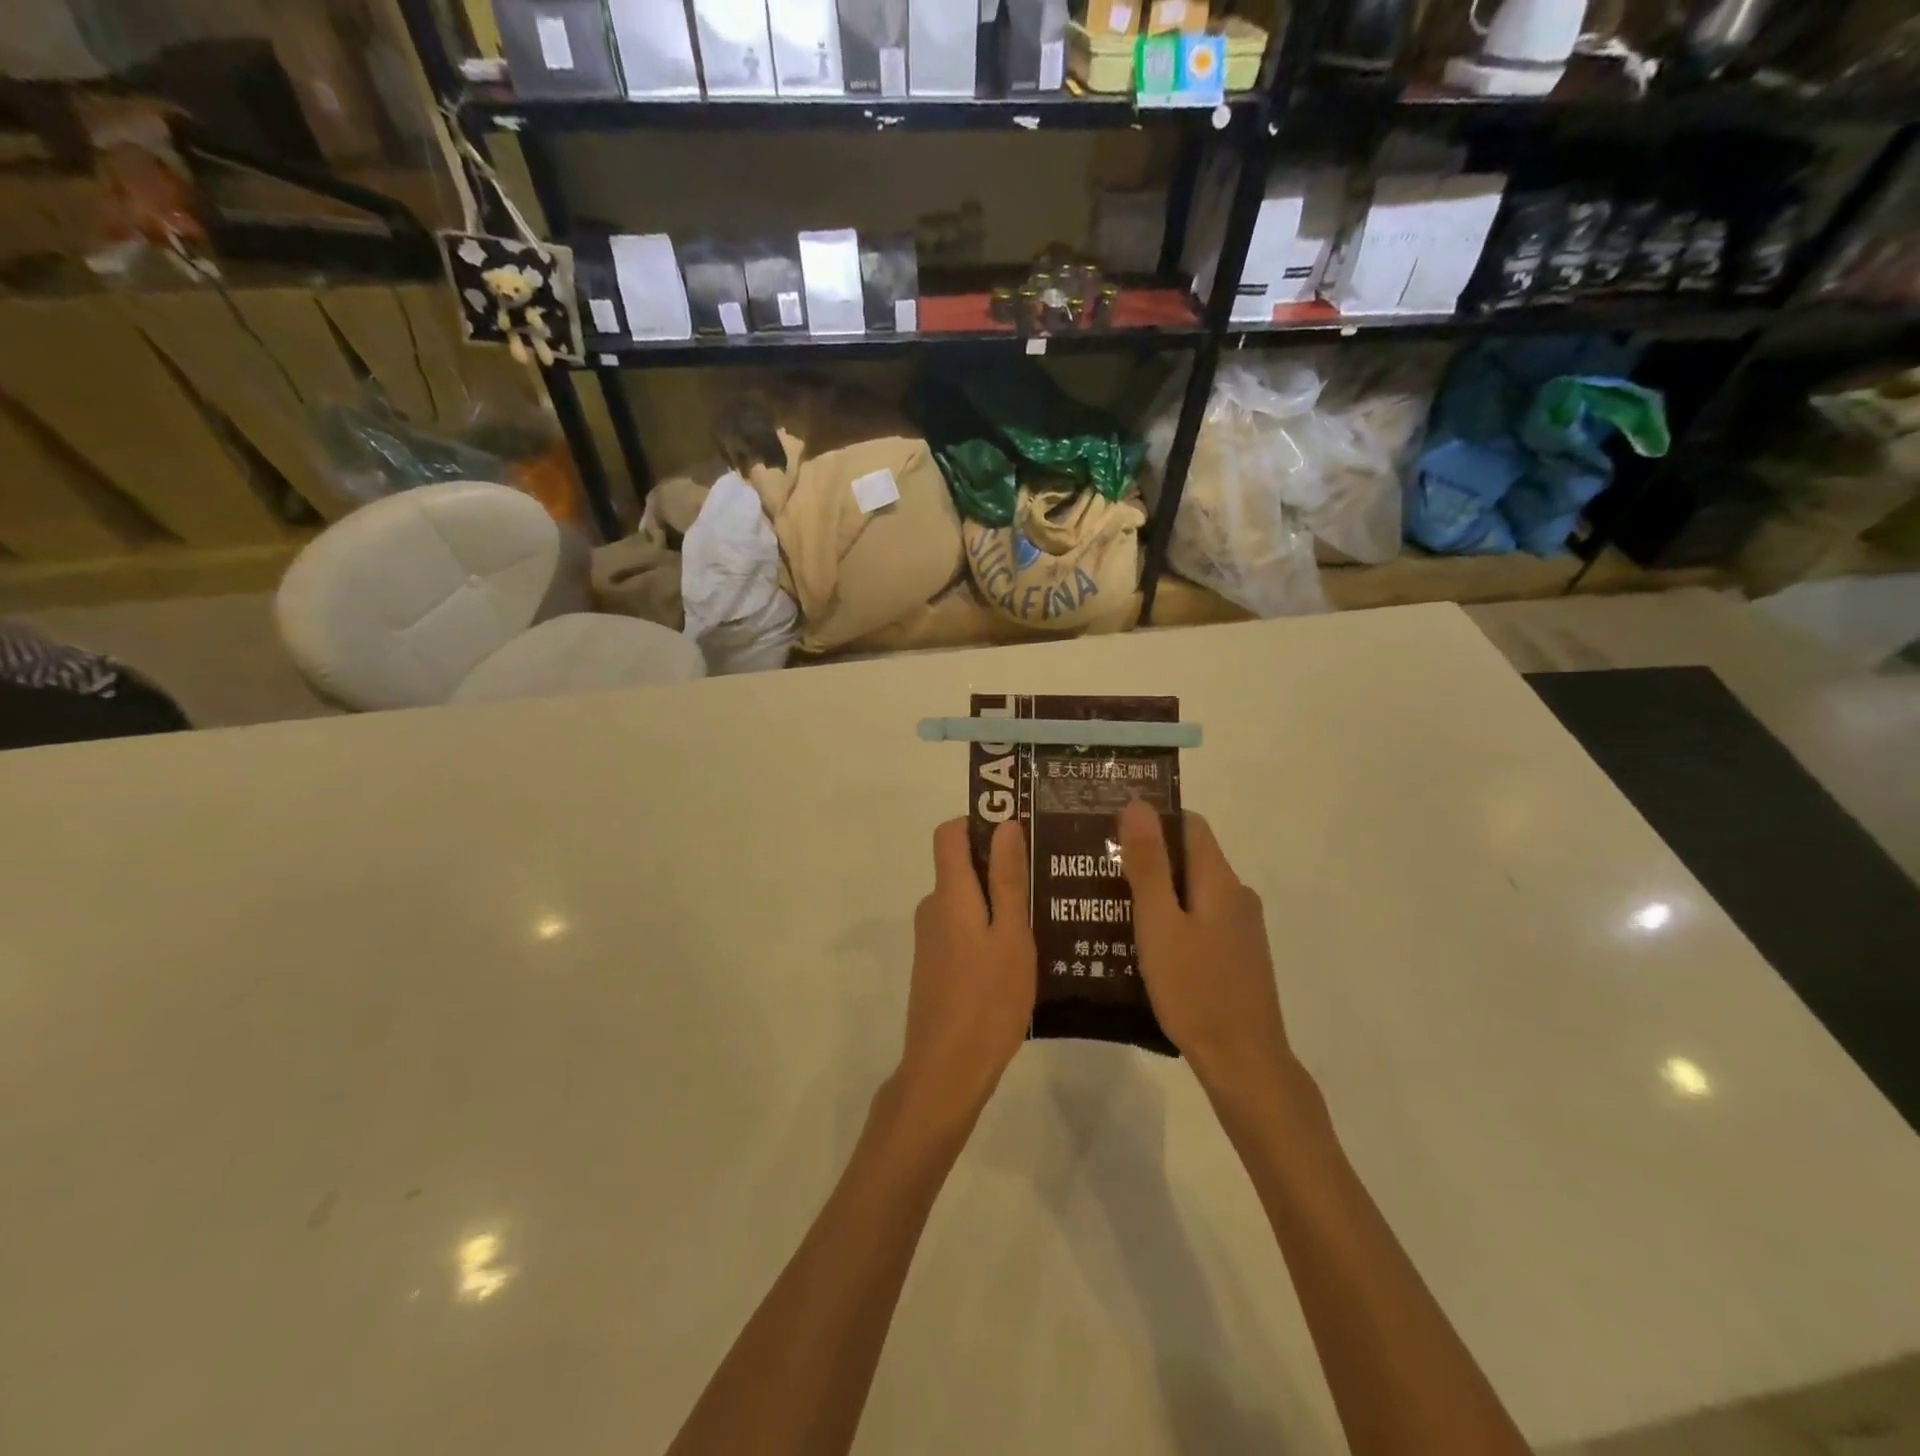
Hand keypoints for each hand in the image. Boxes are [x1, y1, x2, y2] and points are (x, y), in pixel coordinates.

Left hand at [896, 820, 1036, 1130]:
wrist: (946, 1072)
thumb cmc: (987, 1000)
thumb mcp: (1011, 937)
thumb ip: (1007, 880)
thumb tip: (1005, 824)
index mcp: (949, 894)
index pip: (949, 833)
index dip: (979, 822)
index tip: (1018, 830)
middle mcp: (933, 908)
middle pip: (960, 866)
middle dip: (999, 864)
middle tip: (1046, 875)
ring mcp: (931, 940)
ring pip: (966, 901)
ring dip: (998, 901)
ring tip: (1045, 915)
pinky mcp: (935, 966)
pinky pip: (963, 929)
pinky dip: (988, 928)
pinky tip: (1022, 953)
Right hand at [1118, 800, 1293, 1103]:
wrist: (1243, 1062)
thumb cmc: (1195, 990)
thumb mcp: (1159, 924)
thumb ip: (1148, 865)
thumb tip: (1138, 804)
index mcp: (1220, 881)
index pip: (1190, 825)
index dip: (1153, 819)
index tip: (1111, 827)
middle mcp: (1236, 896)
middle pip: (1190, 857)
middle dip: (1147, 857)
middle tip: (1099, 868)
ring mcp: (1241, 928)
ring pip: (1193, 891)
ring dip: (1157, 891)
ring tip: (1110, 904)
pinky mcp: (1237, 956)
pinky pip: (1200, 919)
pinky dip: (1171, 918)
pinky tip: (1142, 942)